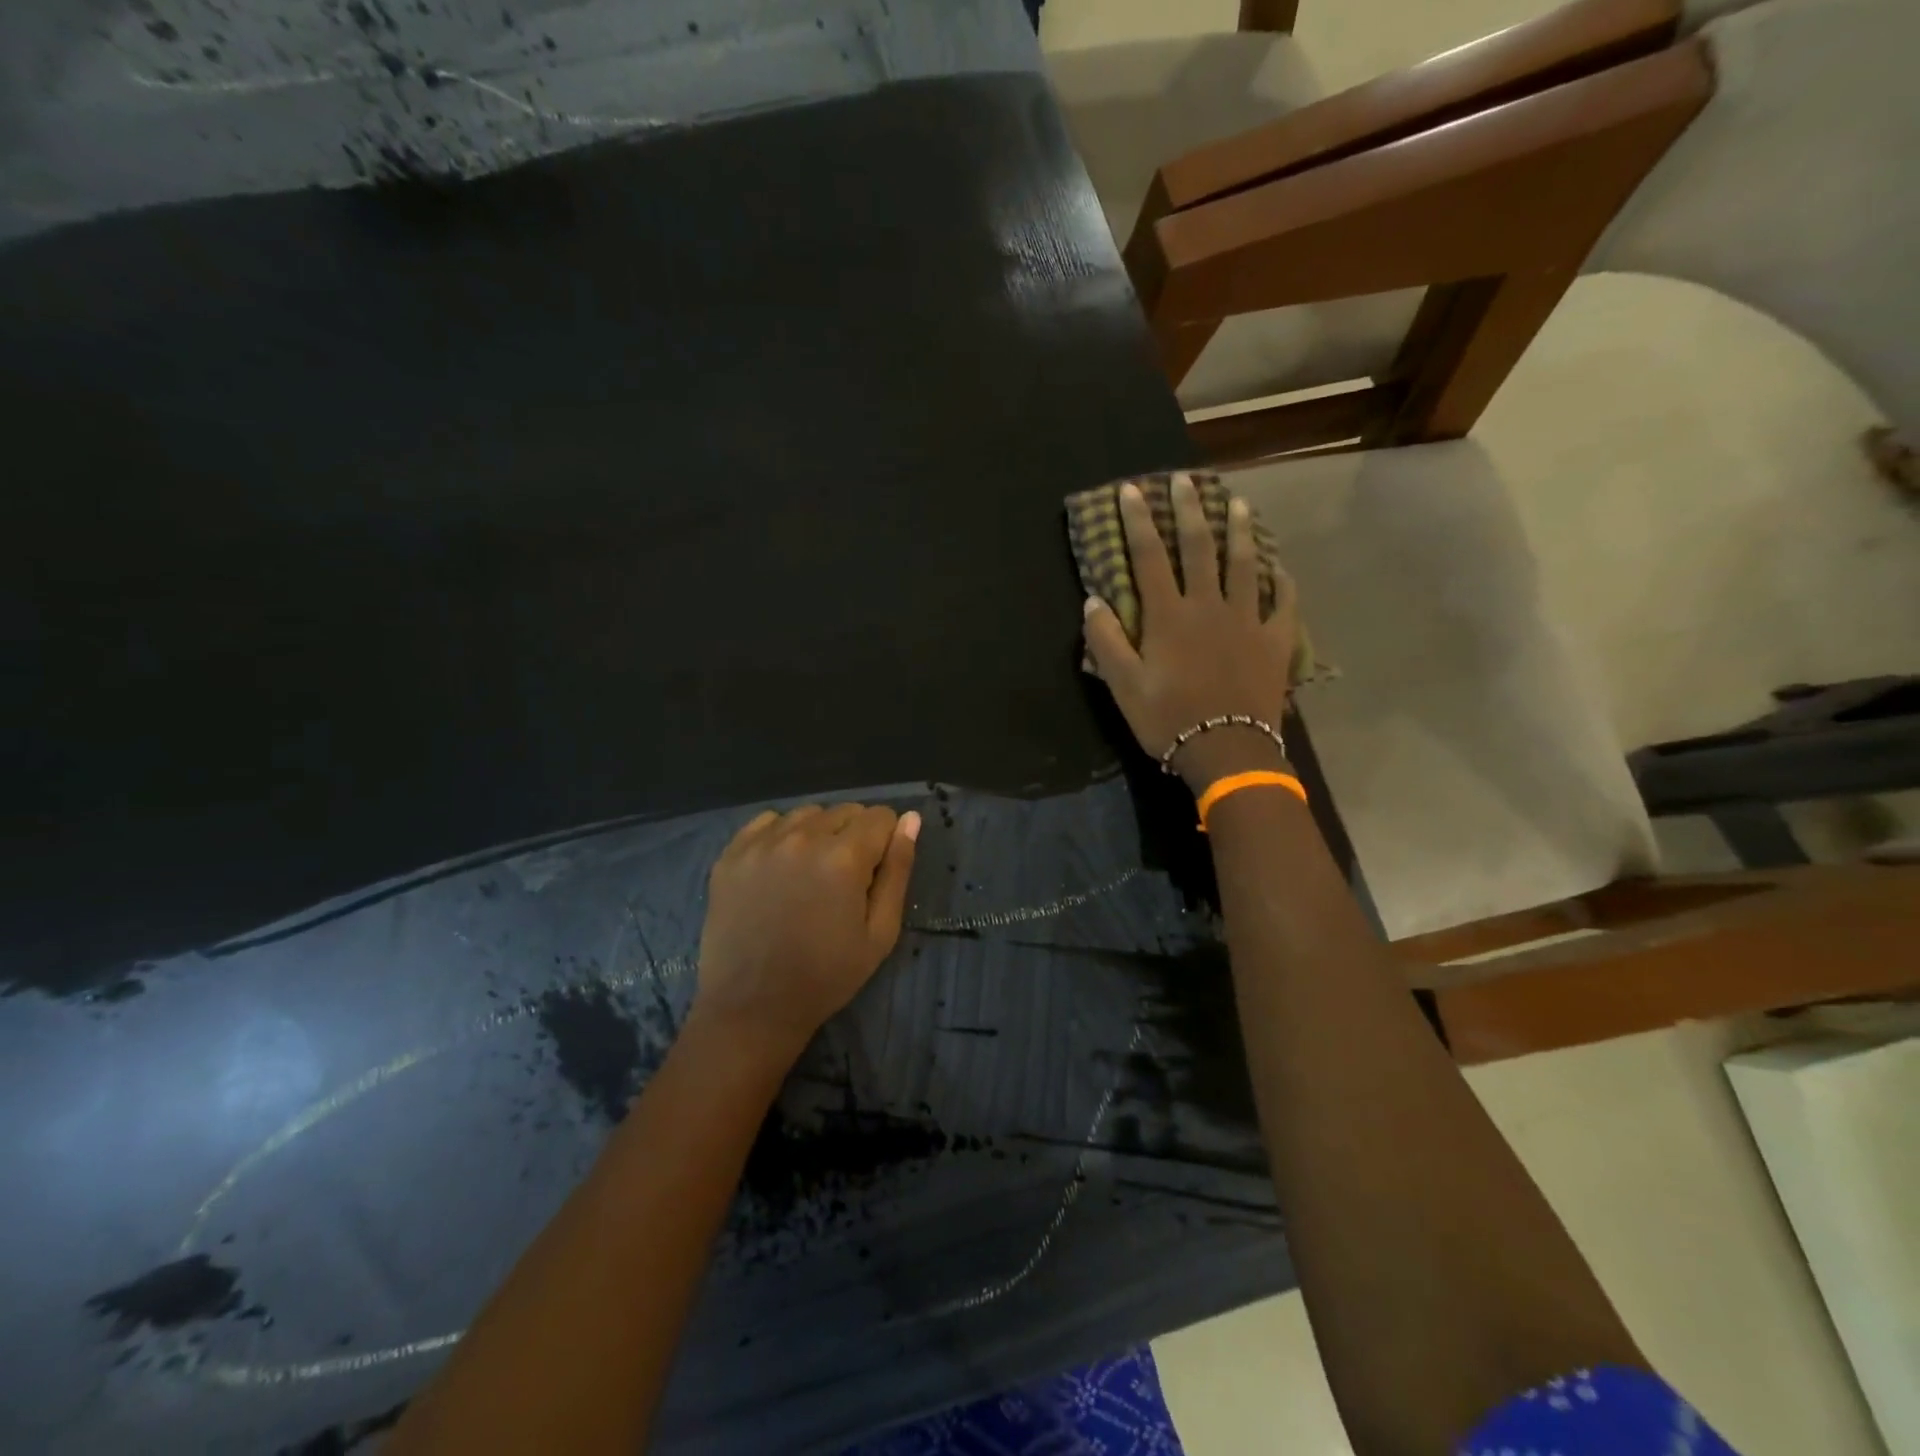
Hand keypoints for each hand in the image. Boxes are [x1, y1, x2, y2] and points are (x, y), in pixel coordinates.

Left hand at [691, 804, 920, 1061]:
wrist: (752, 1007)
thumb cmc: (827, 976)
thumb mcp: (880, 932)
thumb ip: (898, 870)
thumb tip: (910, 819)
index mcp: (844, 857)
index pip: (880, 817)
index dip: (886, 841)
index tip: (876, 872)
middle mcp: (802, 837)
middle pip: (844, 811)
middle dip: (854, 835)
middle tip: (844, 878)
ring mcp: (761, 843)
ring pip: (806, 814)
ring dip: (818, 833)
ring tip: (811, 873)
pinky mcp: (731, 854)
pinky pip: (767, 822)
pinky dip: (781, 834)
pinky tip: (780, 867)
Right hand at [1083, 475, 1299, 790]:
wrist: (1227, 750)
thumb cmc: (1168, 719)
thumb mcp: (1123, 685)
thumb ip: (1106, 641)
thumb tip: (1093, 600)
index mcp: (1169, 616)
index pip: (1149, 557)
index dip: (1139, 521)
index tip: (1132, 490)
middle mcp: (1208, 606)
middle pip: (1199, 548)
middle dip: (1190, 510)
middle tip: (1186, 479)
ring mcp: (1247, 620)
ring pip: (1245, 564)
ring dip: (1240, 531)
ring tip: (1239, 503)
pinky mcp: (1275, 640)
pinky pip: (1282, 602)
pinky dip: (1280, 581)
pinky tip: (1279, 567)